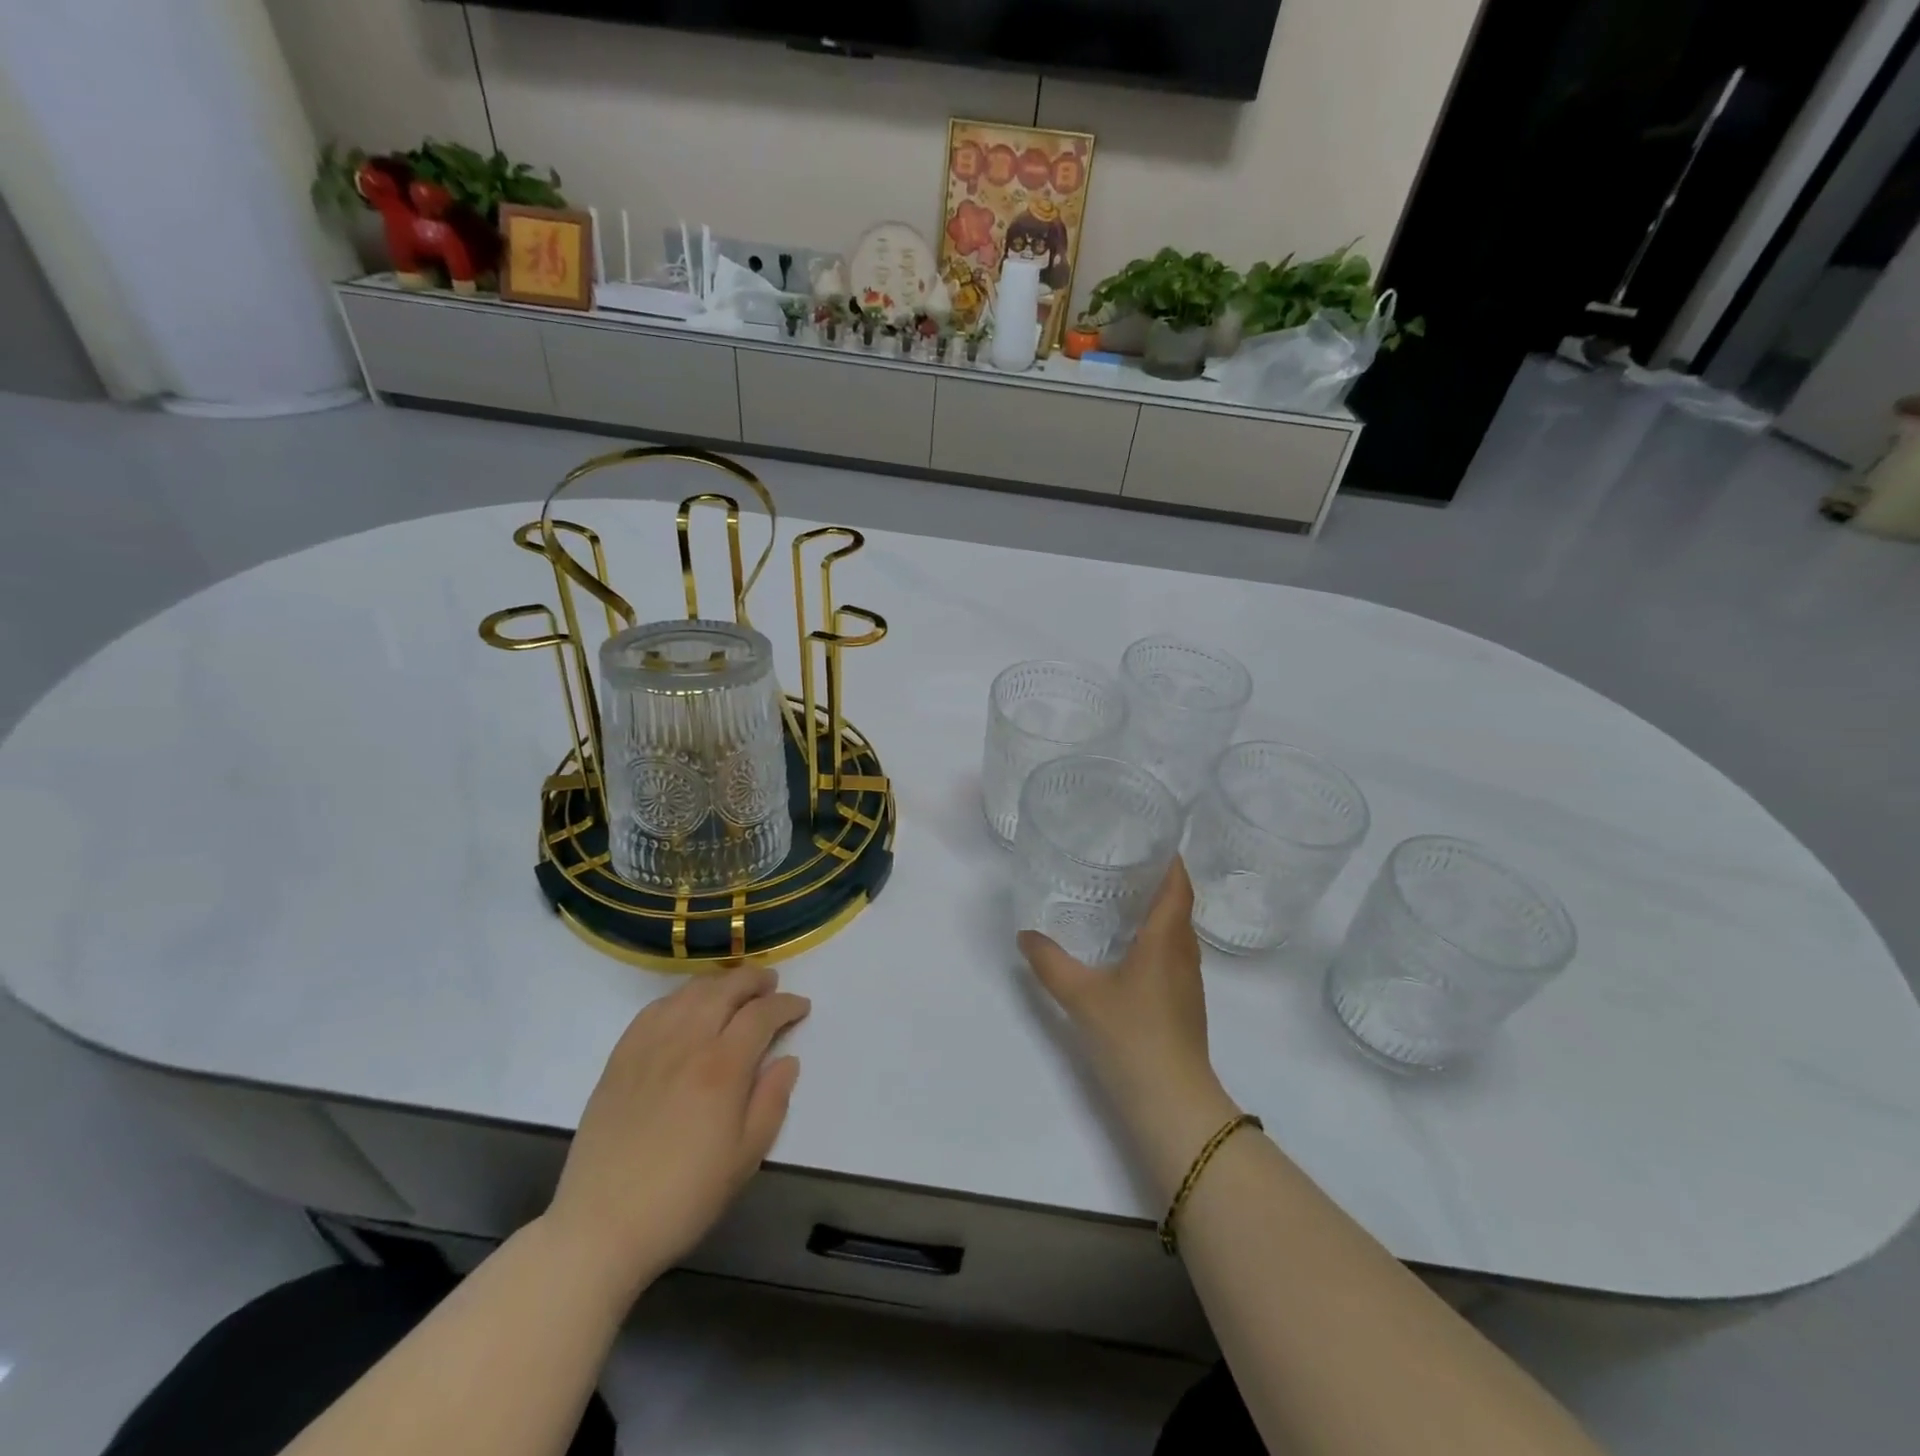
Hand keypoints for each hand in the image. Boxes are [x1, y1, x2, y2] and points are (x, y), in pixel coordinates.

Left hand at [544, 965, 808, 1301]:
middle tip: (771, 985)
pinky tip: (687, 1008)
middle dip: (754, 980)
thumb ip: (772, 1101)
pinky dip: (680, 998)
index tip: (801, 1007)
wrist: (601, 1226)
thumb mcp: (745, 1158)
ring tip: (734, 989)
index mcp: (722, 1068)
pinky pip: (654, 1009)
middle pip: (725, 989)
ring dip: (719, 982)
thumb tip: (787, 1060)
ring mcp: (649, 1046)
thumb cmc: (684, 1197)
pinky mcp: (620, 1058)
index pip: (761, 1014)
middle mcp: (687, 1043)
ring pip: (690, 992)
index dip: (786, 1005)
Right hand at [1019, 858, 1239, 1198]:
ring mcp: (1188, 982)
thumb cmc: (1132, 1037)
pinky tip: (1127, 948)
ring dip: (1158, 911)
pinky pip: (1173, 955)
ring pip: (1177, 932)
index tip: (1151, 838)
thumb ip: (1050, 963)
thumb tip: (1025, 936)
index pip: (1179, 886)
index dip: (1171, 859)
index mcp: (1166, 940)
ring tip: (1121, 898)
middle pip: (1180, 905)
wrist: (1172, 1103)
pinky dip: (1156, 939)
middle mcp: (1184, 954)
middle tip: (1123, 861)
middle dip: (1158, 880)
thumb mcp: (1081, 996)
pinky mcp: (1184, 1004)